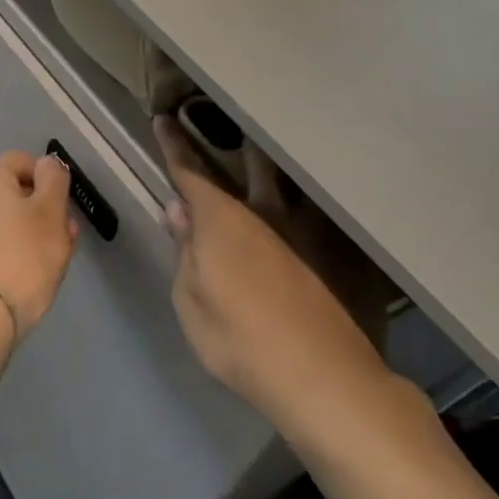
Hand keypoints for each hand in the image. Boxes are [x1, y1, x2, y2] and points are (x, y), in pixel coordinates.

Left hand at [0, 151, 79, 344]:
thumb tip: (47, 164)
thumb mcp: (51, 210)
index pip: (20, 159)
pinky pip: (2, 241)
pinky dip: (22, 248)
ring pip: (12, 219)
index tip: (63, 199)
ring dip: (38, 230)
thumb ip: (53, 179)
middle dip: (46, 207)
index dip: (46, 174)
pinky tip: (39, 269)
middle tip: (67, 231)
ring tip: (60, 253)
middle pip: (17, 191)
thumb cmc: (27, 253)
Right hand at [155, 117, 393, 424]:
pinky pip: (309, 216)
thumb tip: (181, 213)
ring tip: (263, 159)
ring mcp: (305, 233)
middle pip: (246, 167)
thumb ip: (185, 253)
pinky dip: (298, 206)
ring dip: (269, 170)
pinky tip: (300, 213)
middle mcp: (265, 214)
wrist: (323, 378)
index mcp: (222, 220)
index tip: (164, 119)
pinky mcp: (334, 257)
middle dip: (230, 145)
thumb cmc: (239, 340)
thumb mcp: (190, 301)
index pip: (190, 173)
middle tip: (222, 126)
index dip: (174, 147)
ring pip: (284, 186)